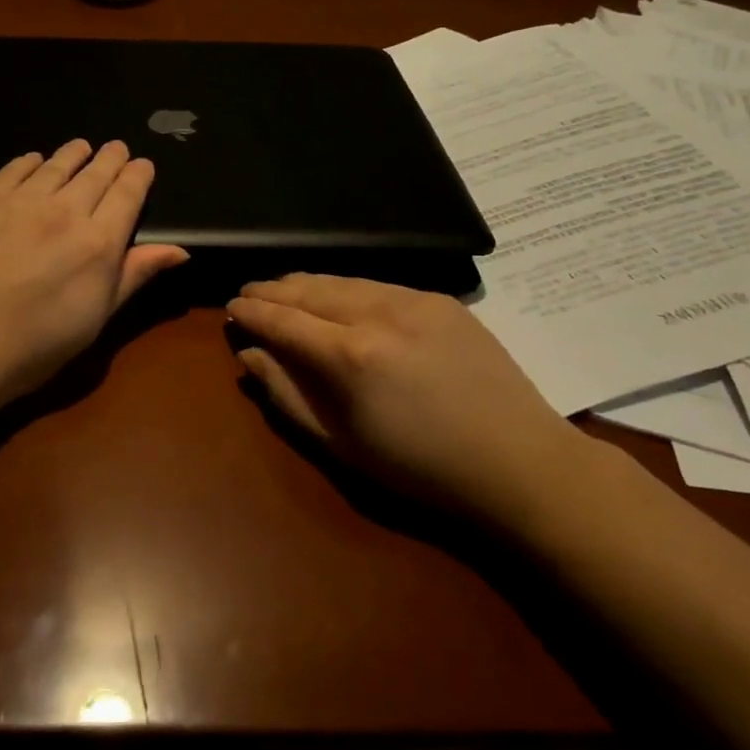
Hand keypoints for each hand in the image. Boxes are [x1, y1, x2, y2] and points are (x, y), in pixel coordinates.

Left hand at [0, 139, 188, 409]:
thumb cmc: (33, 346)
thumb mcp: (95, 319)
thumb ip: (134, 275)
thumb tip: (179, 250)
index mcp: (99, 243)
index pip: (128, 194)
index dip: (139, 175)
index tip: (143, 165)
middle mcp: (65, 211)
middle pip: (96, 173)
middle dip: (111, 158)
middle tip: (117, 148)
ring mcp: (20, 202)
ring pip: (56, 164)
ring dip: (74, 153)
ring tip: (82, 147)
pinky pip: (15, 169)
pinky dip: (31, 162)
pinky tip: (35, 161)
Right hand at [226, 274, 596, 526]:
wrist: (518, 463)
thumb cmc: (420, 469)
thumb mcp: (341, 445)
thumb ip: (287, 395)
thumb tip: (248, 354)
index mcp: (350, 356)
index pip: (283, 320)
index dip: (252, 312)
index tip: (231, 309)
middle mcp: (378, 314)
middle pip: (310, 289)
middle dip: (274, 289)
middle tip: (250, 292)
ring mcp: (415, 301)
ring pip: (344, 280)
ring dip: (307, 283)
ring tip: (284, 289)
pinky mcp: (442, 300)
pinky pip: (379, 284)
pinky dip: (348, 287)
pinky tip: (338, 296)